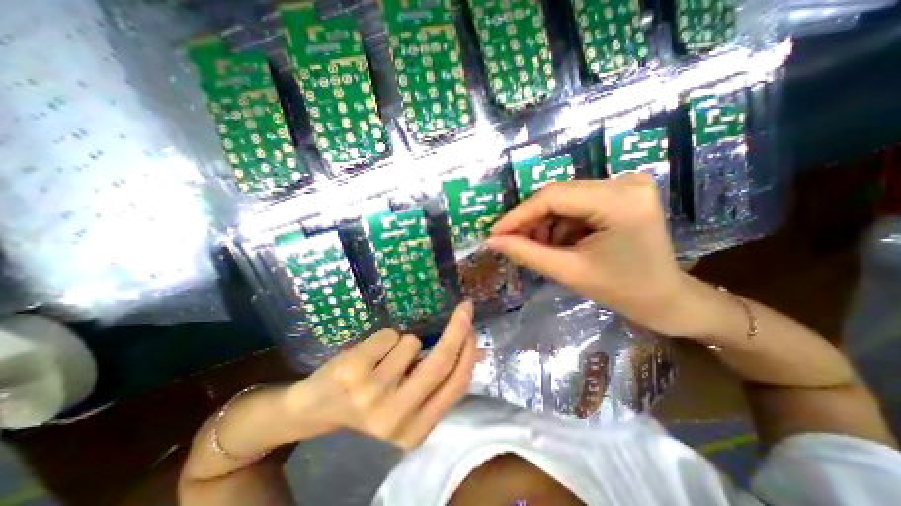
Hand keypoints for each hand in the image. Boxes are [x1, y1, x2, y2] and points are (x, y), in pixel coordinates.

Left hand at [282, 302, 481, 448]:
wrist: (315, 408)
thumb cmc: (370, 401)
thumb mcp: (408, 399)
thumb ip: (439, 379)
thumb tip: (476, 352)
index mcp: (416, 430)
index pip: (455, 385)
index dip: (468, 353)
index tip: (473, 328)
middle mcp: (396, 418)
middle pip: (439, 363)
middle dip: (458, 329)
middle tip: (466, 308)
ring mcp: (372, 395)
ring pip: (411, 343)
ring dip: (403, 342)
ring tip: (383, 358)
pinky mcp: (353, 372)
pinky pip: (389, 335)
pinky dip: (385, 339)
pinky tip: (367, 356)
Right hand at [490, 173, 691, 335]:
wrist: (666, 299)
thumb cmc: (624, 292)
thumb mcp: (570, 272)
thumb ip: (527, 253)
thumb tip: (492, 241)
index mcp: (619, 201)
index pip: (552, 196)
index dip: (518, 215)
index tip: (495, 233)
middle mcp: (624, 182)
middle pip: (557, 195)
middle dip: (530, 221)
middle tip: (510, 242)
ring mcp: (625, 185)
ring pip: (564, 200)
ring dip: (544, 223)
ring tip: (537, 247)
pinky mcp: (620, 193)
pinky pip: (576, 204)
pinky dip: (560, 223)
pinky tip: (556, 242)